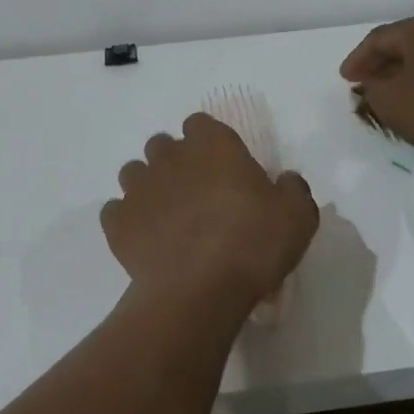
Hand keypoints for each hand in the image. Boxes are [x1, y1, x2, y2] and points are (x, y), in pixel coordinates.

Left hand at [103, 114, 319, 313]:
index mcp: (213, 145)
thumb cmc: (253, 243)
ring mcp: (138, 188)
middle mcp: (170, 157)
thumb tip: (285, 180)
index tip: (222, 167)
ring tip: (167, 217)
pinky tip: (145, 240)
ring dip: (148, 187)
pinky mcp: (117, 222)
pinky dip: (127, 220)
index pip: (200, 124)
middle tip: (196, 194)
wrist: (200, 289)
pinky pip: (115, 211)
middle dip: (175, 162)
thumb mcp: (298, 215)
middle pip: (163, 145)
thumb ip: (292, 188)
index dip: (209, 142)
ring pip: (134, 172)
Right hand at [341, 10, 413, 158]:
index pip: (377, 39)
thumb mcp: (394, 104)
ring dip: (411, 77)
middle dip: (384, 66)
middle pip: (406, 45)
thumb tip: (374, 86)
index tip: (346, 79)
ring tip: (400, 98)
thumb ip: (374, 93)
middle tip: (369, 85)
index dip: (357, 59)